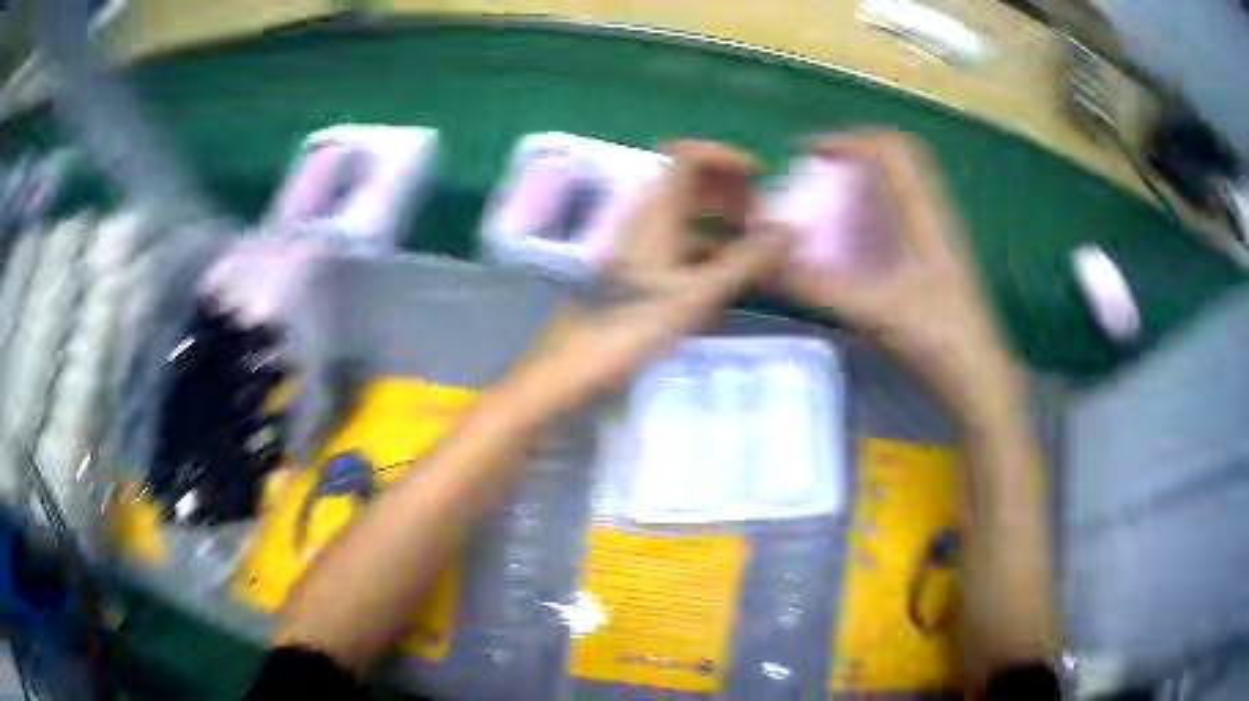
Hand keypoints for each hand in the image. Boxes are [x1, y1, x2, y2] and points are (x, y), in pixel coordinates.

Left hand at [524, 140, 790, 409]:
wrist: (571, 367)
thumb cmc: (630, 326)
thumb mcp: (697, 294)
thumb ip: (745, 261)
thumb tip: (790, 232)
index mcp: (656, 212)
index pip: (688, 156)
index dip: (726, 157)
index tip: (760, 177)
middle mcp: (647, 220)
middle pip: (691, 185)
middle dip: (732, 192)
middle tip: (766, 219)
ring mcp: (641, 245)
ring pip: (687, 217)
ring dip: (723, 222)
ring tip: (757, 249)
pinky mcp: (640, 271)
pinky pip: (680, 245)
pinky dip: (709, 250)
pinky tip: (728, 279)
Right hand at [775, 131, 1022, 422]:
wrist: (979, 384)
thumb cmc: (940, 342)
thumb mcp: (876, 311)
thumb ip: (819, 287)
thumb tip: (765, 265)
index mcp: (927, 215)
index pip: (893, 149)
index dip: (849, 140)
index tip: (808, 154)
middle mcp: (933, 218)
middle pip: (895, 164)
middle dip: (850, 161)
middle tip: (812, 177)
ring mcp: (936, 242)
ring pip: (897, 193)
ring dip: (859, 189)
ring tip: (821, 208)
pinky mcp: (932, 266)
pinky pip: (897, 223)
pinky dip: (867, 220)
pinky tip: (846, 249)